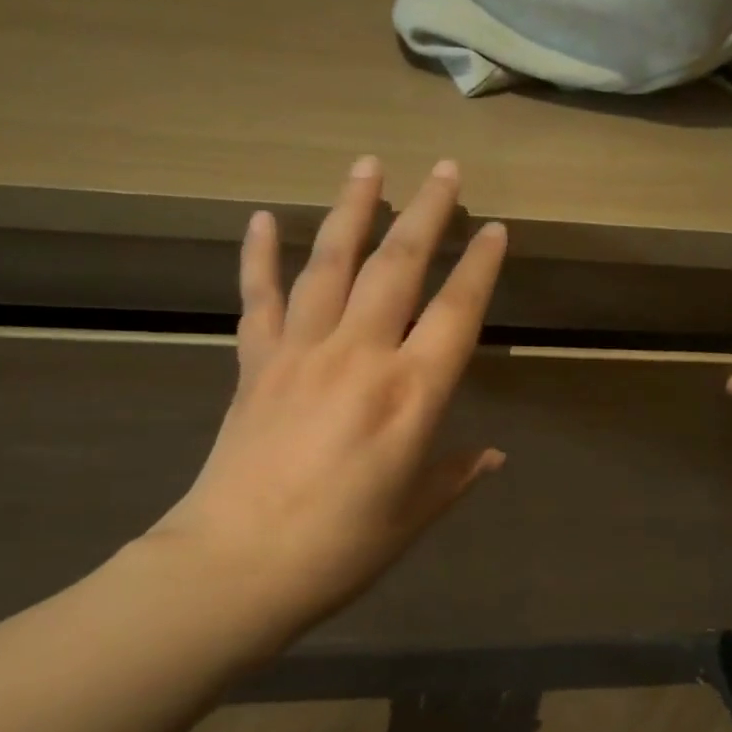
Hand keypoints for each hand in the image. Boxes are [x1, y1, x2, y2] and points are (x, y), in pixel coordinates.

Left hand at [143, 156, 507, 648]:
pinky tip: (265, 218)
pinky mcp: (254, 363)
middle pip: (398, 267)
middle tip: (445, 168)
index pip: (456, 313)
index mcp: (410, 397)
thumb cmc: (340, 550)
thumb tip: (493, 455)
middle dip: (426, 212)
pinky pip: (258, 298)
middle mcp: (360, 356)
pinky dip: (259, 256)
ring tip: (368, 165)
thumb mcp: (413, 516)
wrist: (236, 566)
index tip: (495, 228)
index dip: (479, 267)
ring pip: (331, 264)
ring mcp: (301, 352)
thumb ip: (454, 475)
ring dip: (352, 210)